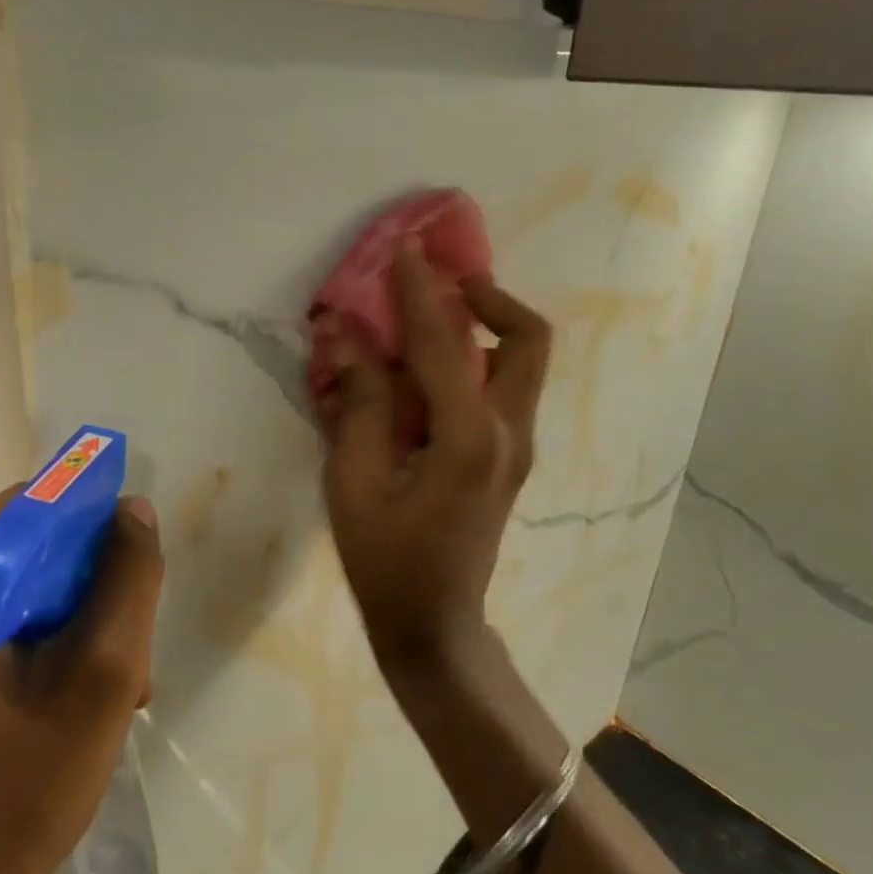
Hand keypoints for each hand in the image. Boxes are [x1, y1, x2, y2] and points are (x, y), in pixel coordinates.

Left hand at [0, 490, 163, 873]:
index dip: (90, 529)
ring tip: (109, 678)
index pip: (29, 507)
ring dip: (64, 617)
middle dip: (81, 586)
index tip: (129, 576)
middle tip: (125, 644)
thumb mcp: (104, 671)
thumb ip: (128, 576)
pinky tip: (68, 687)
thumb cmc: (27, 782)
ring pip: (6, 583)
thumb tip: (131, 510)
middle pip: (18, 547)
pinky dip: (31, 637)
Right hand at [318, 243, 550, 671]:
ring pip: (522, 363)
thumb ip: (356, 405)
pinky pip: (505, 389)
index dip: (419, 292)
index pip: (444, 344)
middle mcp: (508, 433)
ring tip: (435, 314)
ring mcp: (518, 448)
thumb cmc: (385, 560)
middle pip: (527, 339)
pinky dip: (479, 360)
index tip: (405, 249)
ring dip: (487, 326)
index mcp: (468, 438)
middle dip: (491, 297)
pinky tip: (432, 369)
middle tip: (445, 280)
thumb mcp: (352, 484)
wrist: (434, 624)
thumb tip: (345, 337)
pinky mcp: (510, 460)